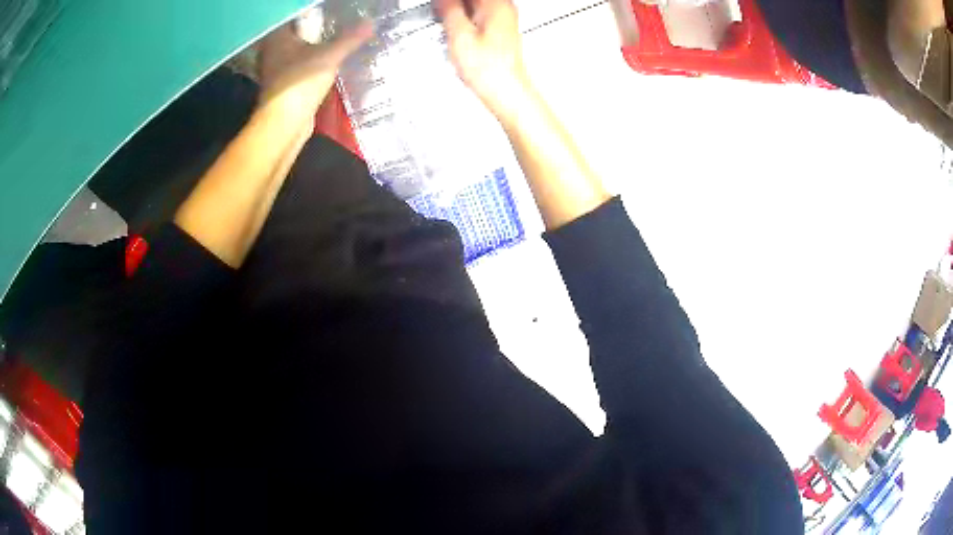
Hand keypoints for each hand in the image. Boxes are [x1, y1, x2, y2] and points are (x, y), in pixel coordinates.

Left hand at [257, 15, 373, 124]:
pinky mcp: (282, 85)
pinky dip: (313, 65)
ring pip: (300, 51)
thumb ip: (350, 38)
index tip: (336, 13)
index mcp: (277, 37)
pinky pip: (300, 67)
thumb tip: (370, 22)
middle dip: (320, 30)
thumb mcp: (330, 56)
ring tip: (340, 42)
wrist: (283, 125)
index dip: (316, 14)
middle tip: (343, 25)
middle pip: (300, 33)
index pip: (298, 16)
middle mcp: (272, 50)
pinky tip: (329, 64)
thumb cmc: (300, 83)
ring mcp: (275, 69)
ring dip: (317, 48)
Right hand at [438, 0, 532, 119]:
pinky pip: (479, 15)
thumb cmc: (489, 69)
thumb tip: (442, 0)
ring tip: (444, 19)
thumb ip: (449, 10)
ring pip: (476, 5)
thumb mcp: (459, 35)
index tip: (438, 5)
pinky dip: (465, 18)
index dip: (448, 1)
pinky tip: (456, 27)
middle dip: (453, 4)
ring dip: (458, 10)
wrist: (506, 91)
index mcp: (495, 4)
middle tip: (439, 12)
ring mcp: (505, 20)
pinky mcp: (501, 32)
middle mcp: (504, 9)